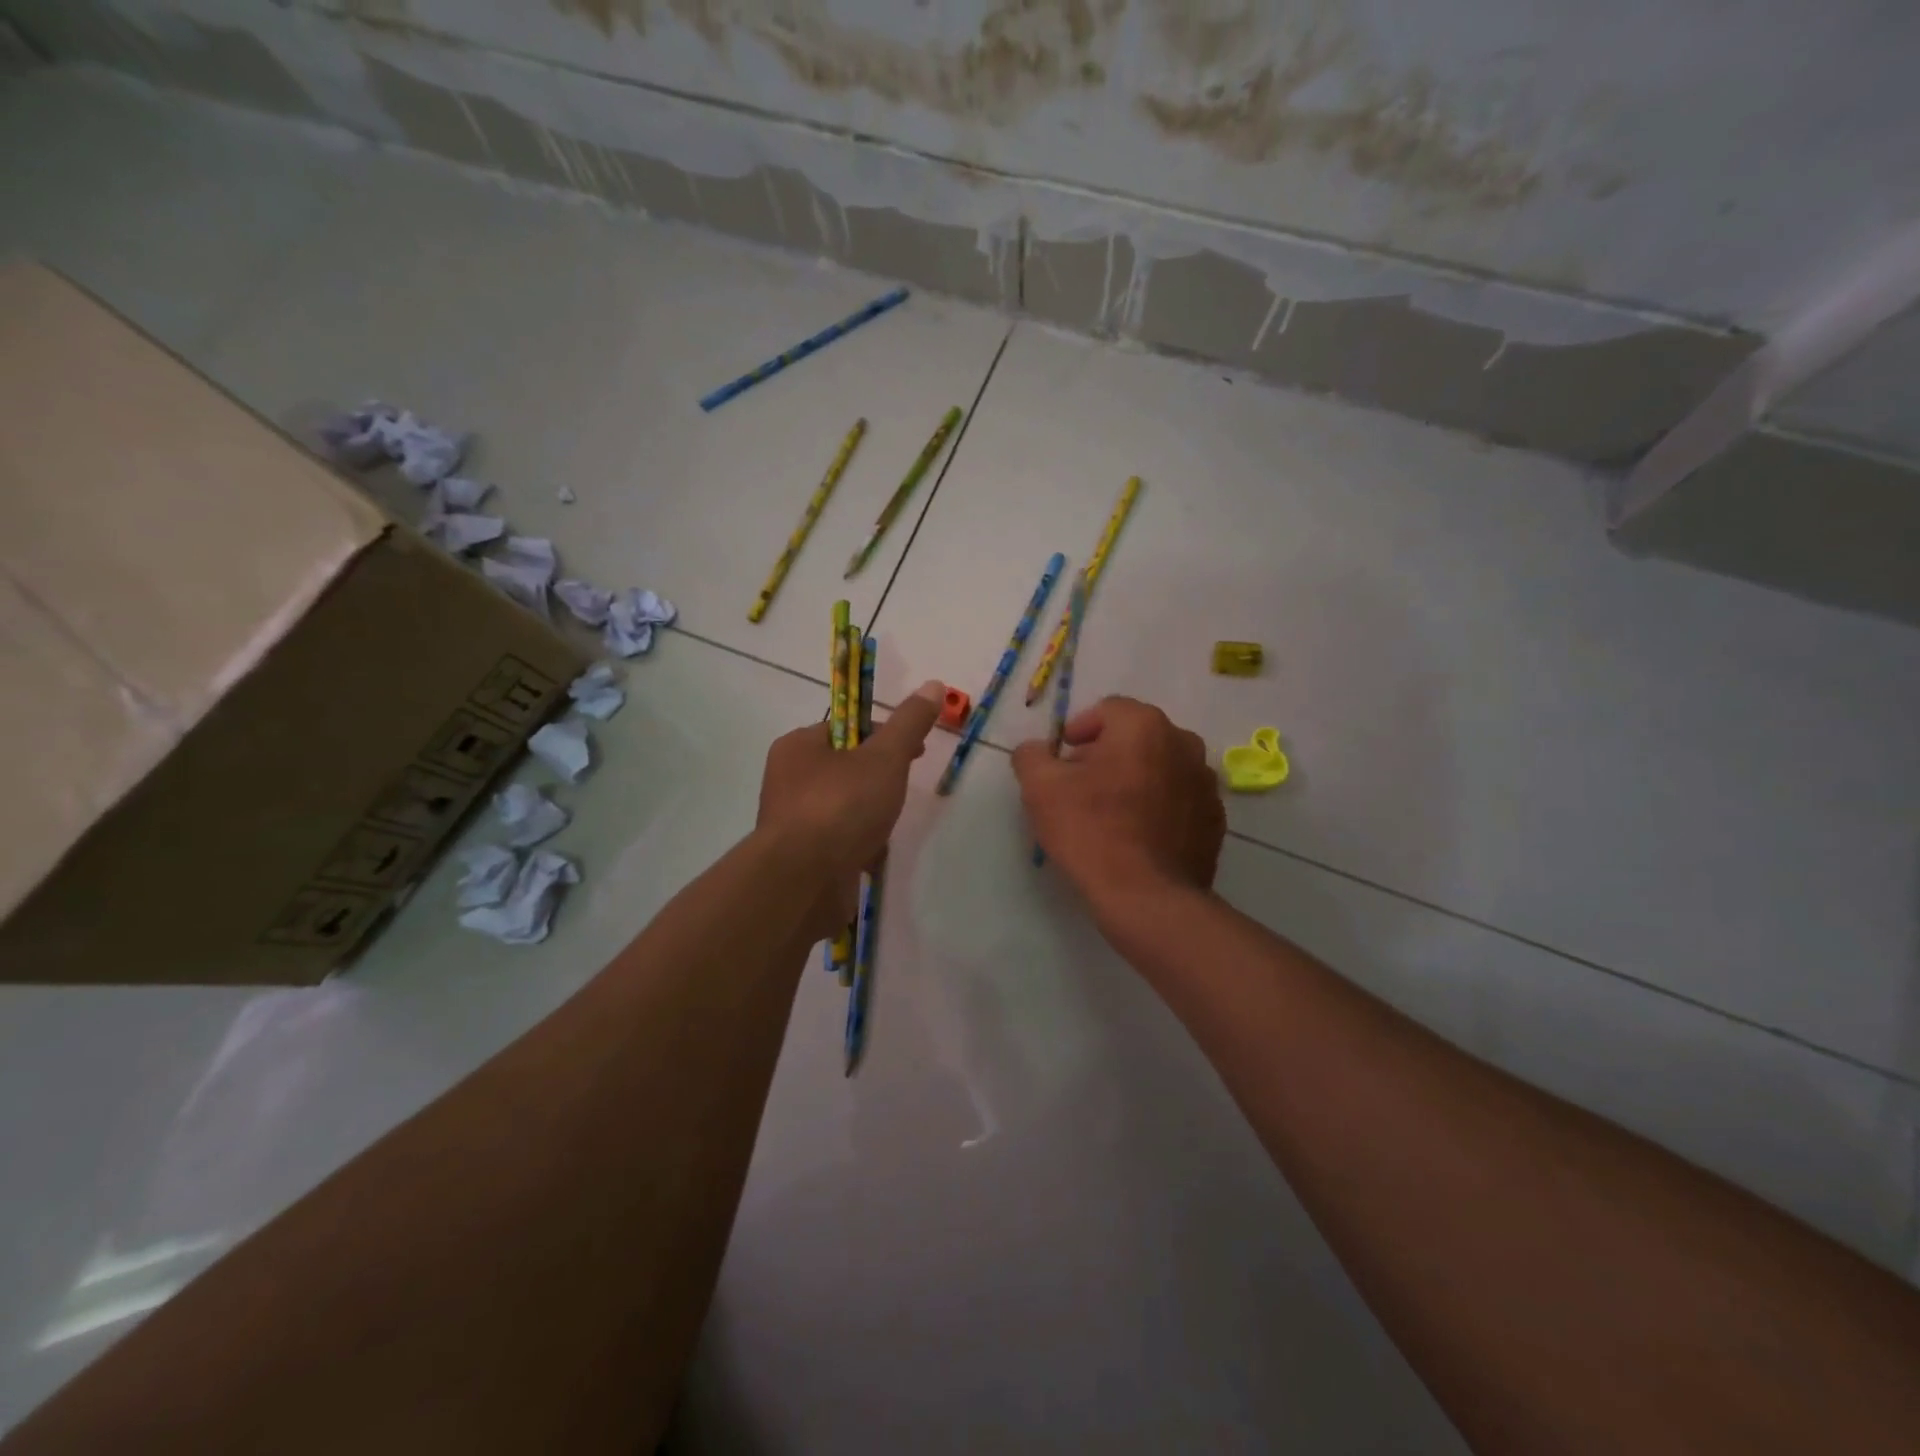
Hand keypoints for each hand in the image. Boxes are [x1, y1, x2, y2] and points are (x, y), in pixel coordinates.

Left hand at [757, 679, 944, 937]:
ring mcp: (792, 822)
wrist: (804, 882)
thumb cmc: (842, 807)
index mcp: (798, 747)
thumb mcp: (885, 757)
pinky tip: (871, 857)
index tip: (915, 752)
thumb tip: (934, 684)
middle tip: (900, 793)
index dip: (885, 735)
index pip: (847, 728)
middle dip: (880, 782)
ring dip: (872, 818)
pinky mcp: (801, 858)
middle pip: (848, 769)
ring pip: (846, 808)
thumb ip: (909, 723)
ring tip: (884, 829)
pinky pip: (839, 841)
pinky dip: (859, 846)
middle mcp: (788, 780)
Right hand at [1012, 696, 1223, 922]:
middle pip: (1136, 737)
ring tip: (1109, 814)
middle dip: (1106, 755)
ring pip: (1160, 768)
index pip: (1107, 710)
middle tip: (1080, 787)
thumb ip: (1031, 756)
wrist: (1147, 898)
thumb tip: (1035, 750)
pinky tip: (1136, 837)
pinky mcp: (1214, 820)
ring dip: (1135, 780)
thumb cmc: (1091, 831)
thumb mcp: (1041, 788)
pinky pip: (1178, 800)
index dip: (1079, 730)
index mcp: (1144, 726)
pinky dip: (1158, 807)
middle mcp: (1184, 744)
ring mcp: (1205, 783)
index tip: (1062, 759)